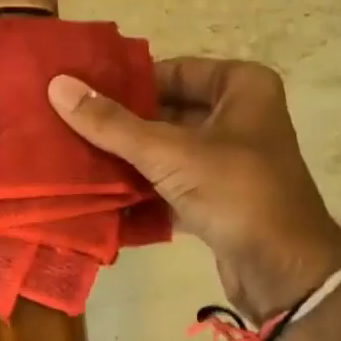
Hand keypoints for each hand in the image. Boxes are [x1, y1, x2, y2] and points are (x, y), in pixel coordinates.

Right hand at [49, 59, 340, 319]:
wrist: (282, 270)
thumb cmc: (235, 191)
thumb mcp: (168, 152)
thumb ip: (111, 123)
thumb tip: (58, 86)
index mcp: (242, 87)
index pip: (173, 70)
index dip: (128, 82)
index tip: (82, 92)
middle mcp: (240, 117)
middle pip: (168, 112)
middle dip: (122, 125)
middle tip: (70, 125)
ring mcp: (231, 160)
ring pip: (169, 150)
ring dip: (129, 159)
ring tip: (76, 157)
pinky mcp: (220, 198)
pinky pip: (174, 183)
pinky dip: (145, 190)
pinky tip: (103, 195)